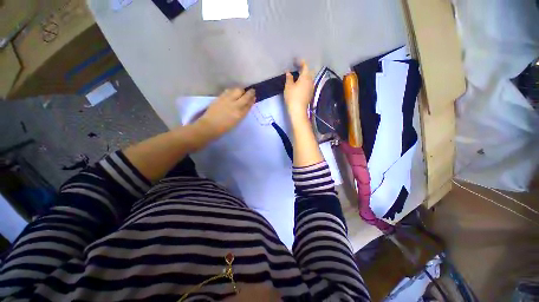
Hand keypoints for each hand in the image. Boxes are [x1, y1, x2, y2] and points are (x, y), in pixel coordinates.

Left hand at [197, 88, 255, 138]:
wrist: (210, 126)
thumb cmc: (225, 127)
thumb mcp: (237, 121)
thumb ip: (242, 113)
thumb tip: (246, 105)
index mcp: (240, 114)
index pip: (249, 104)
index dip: (252, 100)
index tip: (254, 97)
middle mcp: (236, 105)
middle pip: (245, 96)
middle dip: (250, 93)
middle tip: (251, 91)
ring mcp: (228, 100)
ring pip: (238, 90)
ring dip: (241, 90)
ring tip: (241, 92)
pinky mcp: (221, 97)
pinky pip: (229, 90)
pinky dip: (232, 90)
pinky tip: (232, 92)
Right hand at [284, 60, 313, 119]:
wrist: (298, 110)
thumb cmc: (292, 97)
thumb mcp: (288, 86)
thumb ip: (289, 78)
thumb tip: (289, 72)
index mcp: (306, 77)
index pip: (305, 66)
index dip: (301, 62)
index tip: (295, 60)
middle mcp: (311, 81)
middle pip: (309, 72)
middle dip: (304, 69)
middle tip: (297, 68)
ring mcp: (311, 88)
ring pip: (309, 79)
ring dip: (304, 76)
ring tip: (298, 76)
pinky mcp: (310, 94)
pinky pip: (308, 84)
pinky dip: (305, 82)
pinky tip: (300, 85)